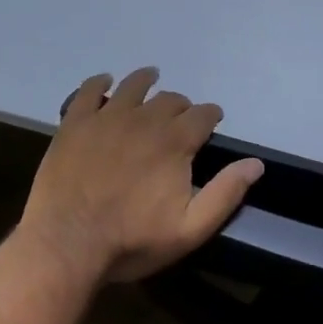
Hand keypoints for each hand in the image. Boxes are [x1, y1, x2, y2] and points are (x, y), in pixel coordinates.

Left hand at [20, 68, 263, 286]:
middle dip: (181, 106)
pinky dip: (100, 82)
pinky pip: (89, 90)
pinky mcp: (75, 123)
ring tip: (150, 79)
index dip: (211, 115)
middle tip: (180, 116)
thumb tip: (255, 164)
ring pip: (133, 86)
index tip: (213, 121)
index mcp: (174, 142)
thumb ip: (225, 193)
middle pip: (170, 99)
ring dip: (146, 81)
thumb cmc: (132, 241)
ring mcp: (106, 118)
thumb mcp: (190, 229)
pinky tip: (104, 82)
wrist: (67, 244)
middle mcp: (144, 119)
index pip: (202, 115)